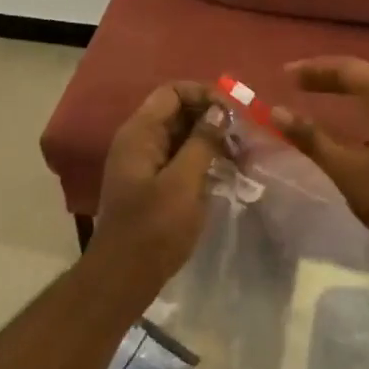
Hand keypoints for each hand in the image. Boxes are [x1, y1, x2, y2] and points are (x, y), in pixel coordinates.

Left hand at [92, 82, 227, 280]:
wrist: (124, 277)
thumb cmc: (154, 228)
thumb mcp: (184, 182)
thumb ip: (202, 142)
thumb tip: (220, 111)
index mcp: (139, 133)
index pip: (172, 92)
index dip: (204, 94)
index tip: (234, 113)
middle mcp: (138, 140)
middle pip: (177, 111)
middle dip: (211, 116)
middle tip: (243, 134)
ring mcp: (144, 162)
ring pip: (180, 135)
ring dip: (209, 138)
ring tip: (241, 153)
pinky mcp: (152, 183)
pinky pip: (179, 157)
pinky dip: (201, 157)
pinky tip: (226, 170)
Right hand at [269, 57, 368, 269]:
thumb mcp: (347, 171)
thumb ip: (311, 138)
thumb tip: (277, 112)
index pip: (346, 69)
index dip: (313, 70)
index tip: (284, 75)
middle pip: (368, 75)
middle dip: (332, 78)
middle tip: (301, 84)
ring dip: (356, 91)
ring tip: (327, 98)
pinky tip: (365, 122)